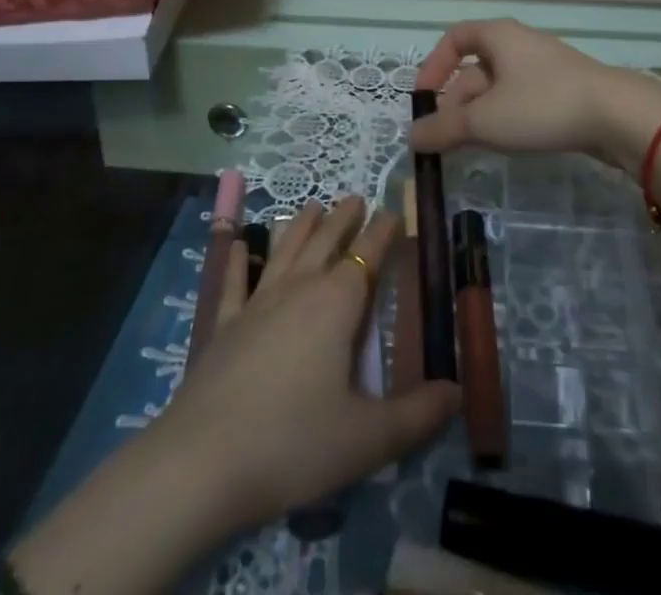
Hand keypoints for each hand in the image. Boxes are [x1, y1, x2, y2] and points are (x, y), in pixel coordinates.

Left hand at [152, 196, 459, 535]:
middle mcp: (299, 290)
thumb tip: (457, 392)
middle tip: (356, 197)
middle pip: (325, 242)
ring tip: (312, 205)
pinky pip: (234, 283)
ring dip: (301, 226)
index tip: (394, 211)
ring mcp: (257, 303)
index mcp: (337, 305)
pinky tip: (239, 244)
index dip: (383, 232)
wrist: (203, 462)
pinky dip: (238, 261)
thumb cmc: (295, 444)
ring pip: (285, 251)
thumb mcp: (368, 438)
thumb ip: (417, 415)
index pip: (367, 255)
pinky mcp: (224, 326)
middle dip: (344, 218)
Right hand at [409, 19, 660, 174]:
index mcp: (498, 36)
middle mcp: (519, 44)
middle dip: (455, 102)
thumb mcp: (485, 120)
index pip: (454, 38)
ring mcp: (543, 68)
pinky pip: (521, 100)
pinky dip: (505, 119)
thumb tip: (412, 137)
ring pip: (498, 88)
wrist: (617, 115)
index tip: (422, 98)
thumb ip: (444, 128)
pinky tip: (506, 143)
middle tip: (445, 138)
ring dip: (478, 115)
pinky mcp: (563, 92)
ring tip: (471, 146)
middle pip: (474, 68)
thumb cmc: (542, 105)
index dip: (433, 66)